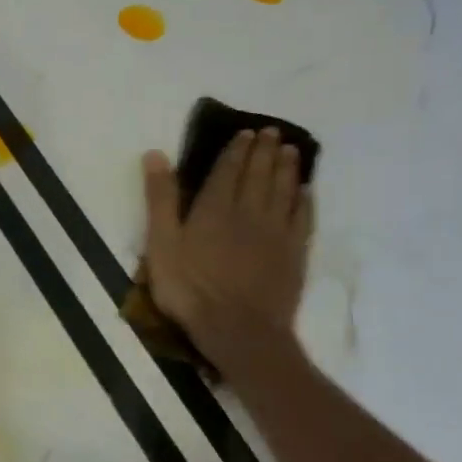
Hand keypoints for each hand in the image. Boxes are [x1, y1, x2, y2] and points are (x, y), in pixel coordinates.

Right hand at [141, 129, 313, 375]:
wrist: (238, 329)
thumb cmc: (189, 289)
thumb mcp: (161, 244)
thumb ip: (161, 200)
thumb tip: (156, 154)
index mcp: (214, 208)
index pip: (228, 170)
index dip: (237, 150)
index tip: (246, 132)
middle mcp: (249, 212)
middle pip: (259, 175)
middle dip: (265, 151)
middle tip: (272, 132)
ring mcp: (275, 233)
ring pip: (284, 191)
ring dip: (287, 168)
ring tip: (291, 150)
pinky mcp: (293, 253)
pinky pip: (302, 218)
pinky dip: (304, 200)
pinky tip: (305, 191)